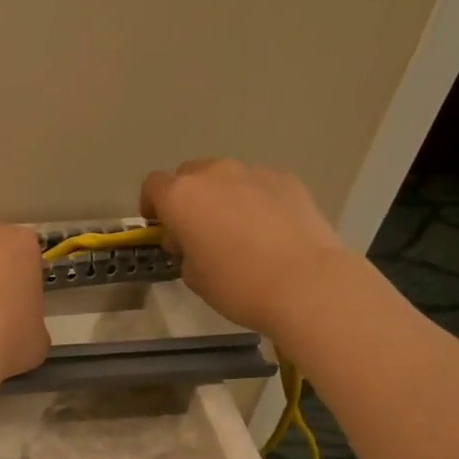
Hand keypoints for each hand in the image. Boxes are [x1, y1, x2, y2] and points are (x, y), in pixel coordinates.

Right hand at [141, 159, 349, 337]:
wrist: (305, 283)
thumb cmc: (238, 285)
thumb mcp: (194, 277)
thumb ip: (184, 250)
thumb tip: (192, 240)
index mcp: (182, 196)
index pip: (153, 186)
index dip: (152, 206)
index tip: (161, 228)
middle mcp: (214, 174)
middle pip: (190, 174)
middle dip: (188, 197)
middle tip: (198, 229)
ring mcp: (254, 172)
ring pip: (226, 177)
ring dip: (222, 196)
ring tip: (238, 230)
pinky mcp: (287, 179)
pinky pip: (259, 185)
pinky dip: (255, 200)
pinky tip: (269, 230)